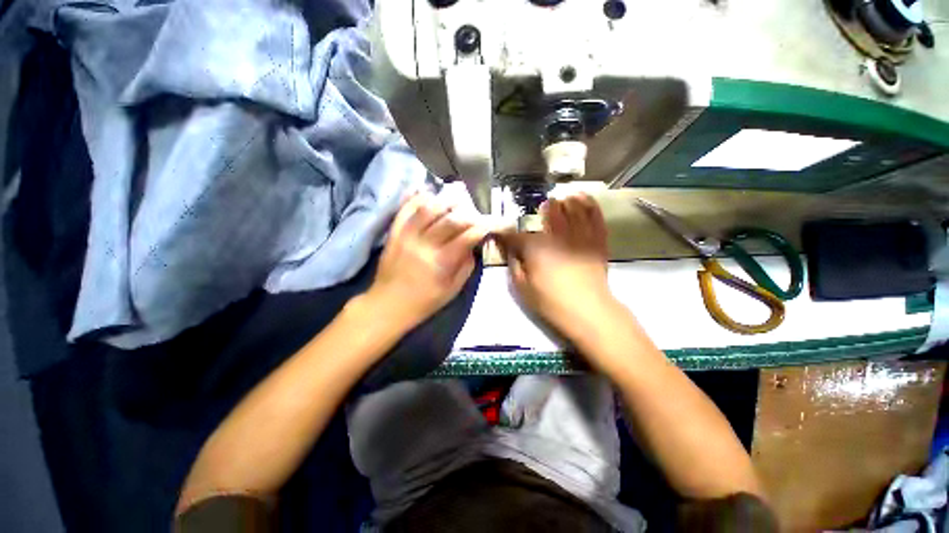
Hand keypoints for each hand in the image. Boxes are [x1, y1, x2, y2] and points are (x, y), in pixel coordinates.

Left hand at [367, 192, 488, 330]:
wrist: (388, 304)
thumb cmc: (424, 302)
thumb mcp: (453, 289)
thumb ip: (466, 264)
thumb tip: (474, 242)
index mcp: (442, 262)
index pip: (469, 235)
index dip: (485, 226)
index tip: (493, 222)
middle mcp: (425, 244)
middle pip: (451, 218)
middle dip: (469, 212)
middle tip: (476, 212)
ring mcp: (407, 235)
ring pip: (429, 207)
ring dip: (446, 199)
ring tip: (458, 198)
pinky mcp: (394, 232)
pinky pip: (406, 208)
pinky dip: (418, 197)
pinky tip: (430, 194)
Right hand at [496, 194, 614, 337]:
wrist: (588, 311)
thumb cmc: (551, 301)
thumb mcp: (522, 287)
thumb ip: (513, 264)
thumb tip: (508, 249)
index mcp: (535, 247)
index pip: (514, 235)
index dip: (504, 233)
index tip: (499, 233)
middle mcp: (556, 234)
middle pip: (548, 211)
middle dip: (542, 208)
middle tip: (541, 209)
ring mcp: (580, 234)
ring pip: (572, 207)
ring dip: (564, 201)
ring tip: (562, 199)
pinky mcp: (597, 239)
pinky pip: (594, 215)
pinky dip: (588, 203)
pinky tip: (582, 197)